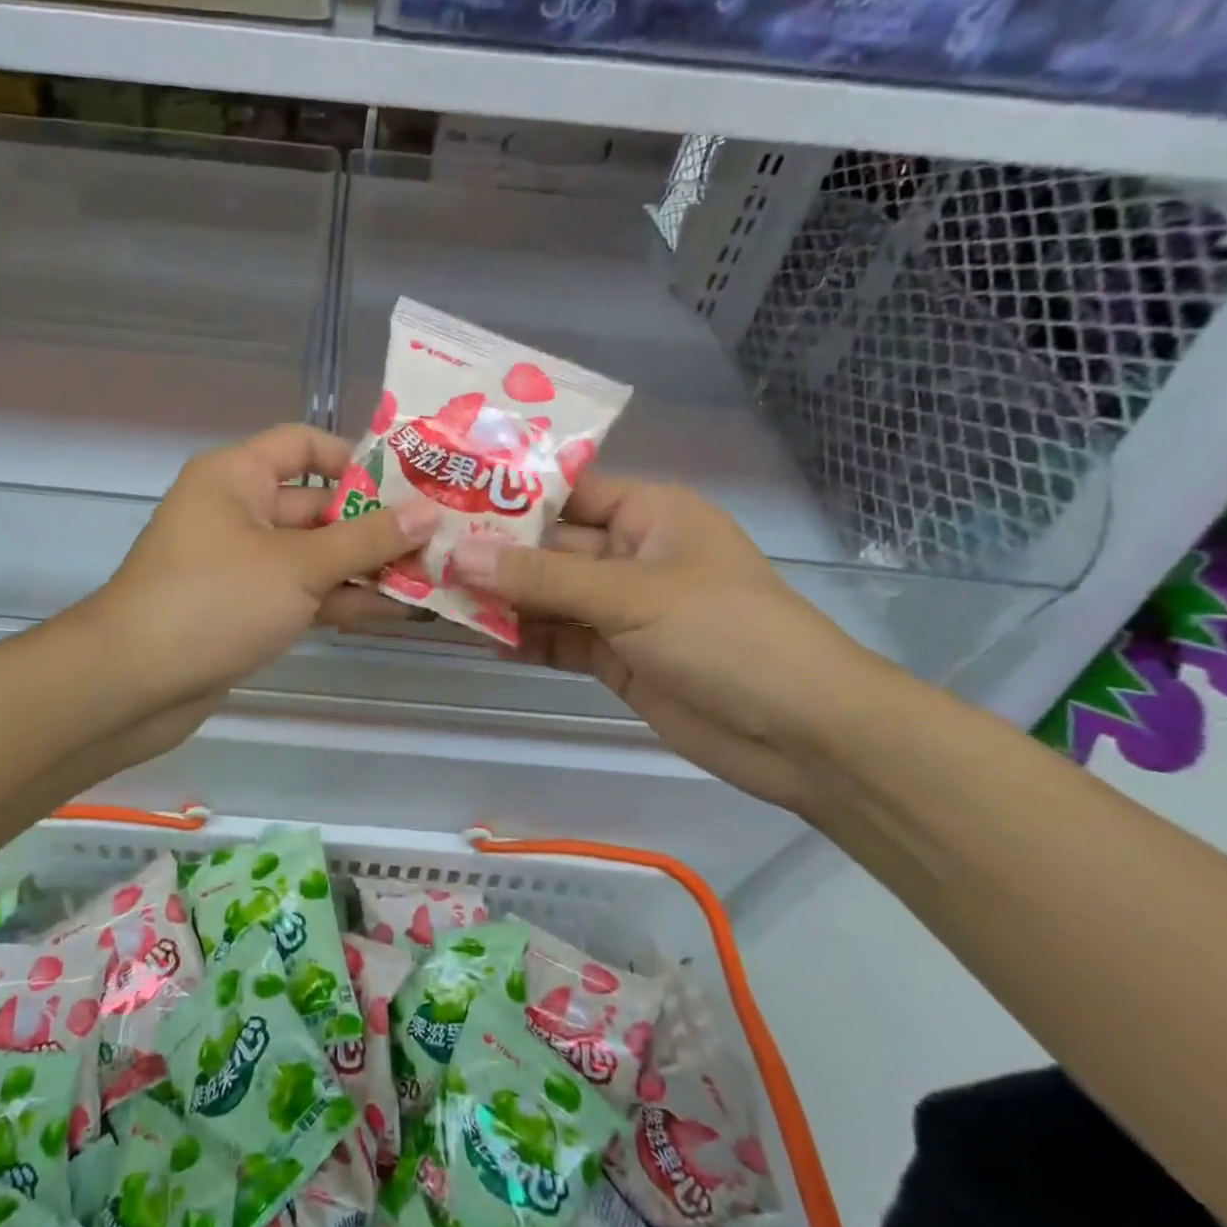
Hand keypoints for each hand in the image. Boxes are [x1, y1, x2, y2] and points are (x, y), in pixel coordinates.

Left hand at [93, 424, 440, 710]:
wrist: (133, 683)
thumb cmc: (214, 600)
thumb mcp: (299, 565)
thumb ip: (366, 540)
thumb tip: (428, 513)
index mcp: (238, 475)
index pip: (304, 445)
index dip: (356, 459)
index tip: (410, 484)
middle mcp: (239, 509)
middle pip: (318, 504)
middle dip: (375, 524)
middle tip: (439, 539)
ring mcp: (242, 563)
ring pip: (314, 554)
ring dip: (365, 567)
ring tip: (432, 577)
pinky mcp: (246, 608)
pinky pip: (302, 592)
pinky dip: (340, 599)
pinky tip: (396, 611)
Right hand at [450, 475, 892, 814]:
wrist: (803, 736)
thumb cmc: (726, 634)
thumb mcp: (631, 595)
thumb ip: (541, 579)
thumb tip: (456, 555)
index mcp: (649, 515)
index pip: (566, 490)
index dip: (508, 492)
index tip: (445, 491)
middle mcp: (630, 554)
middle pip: (548, 547)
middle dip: (491, 552)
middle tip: (423, 549)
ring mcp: (620, 609)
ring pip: (546, 595)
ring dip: (499, 598)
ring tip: (431, 591)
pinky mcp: (614, 656)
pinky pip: (556, 637)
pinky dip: (521, 637)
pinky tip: (474, 635)